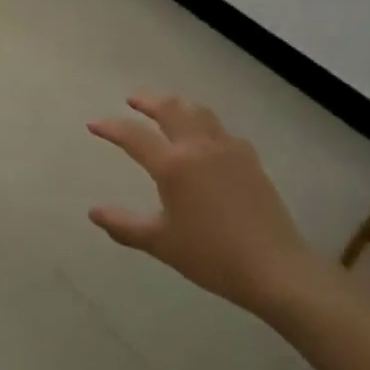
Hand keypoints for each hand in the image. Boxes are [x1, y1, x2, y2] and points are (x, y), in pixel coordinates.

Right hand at [88, 94, 323, 317]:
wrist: (275, 269)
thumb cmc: (211, 256)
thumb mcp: (160, 243)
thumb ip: (124, 225)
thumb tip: (94, 213)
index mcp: (173, 165)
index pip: (133, 136)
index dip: (110, 127)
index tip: (94, 124)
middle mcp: (199, 147)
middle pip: (170, 108)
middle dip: (147, 101)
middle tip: (132, 100)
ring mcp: (228, 150)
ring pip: (198, 112)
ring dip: (177, 105)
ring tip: (166, 109)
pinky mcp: (250, 160)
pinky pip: (221, 129)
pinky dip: (203, 123)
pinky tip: (203, 138)